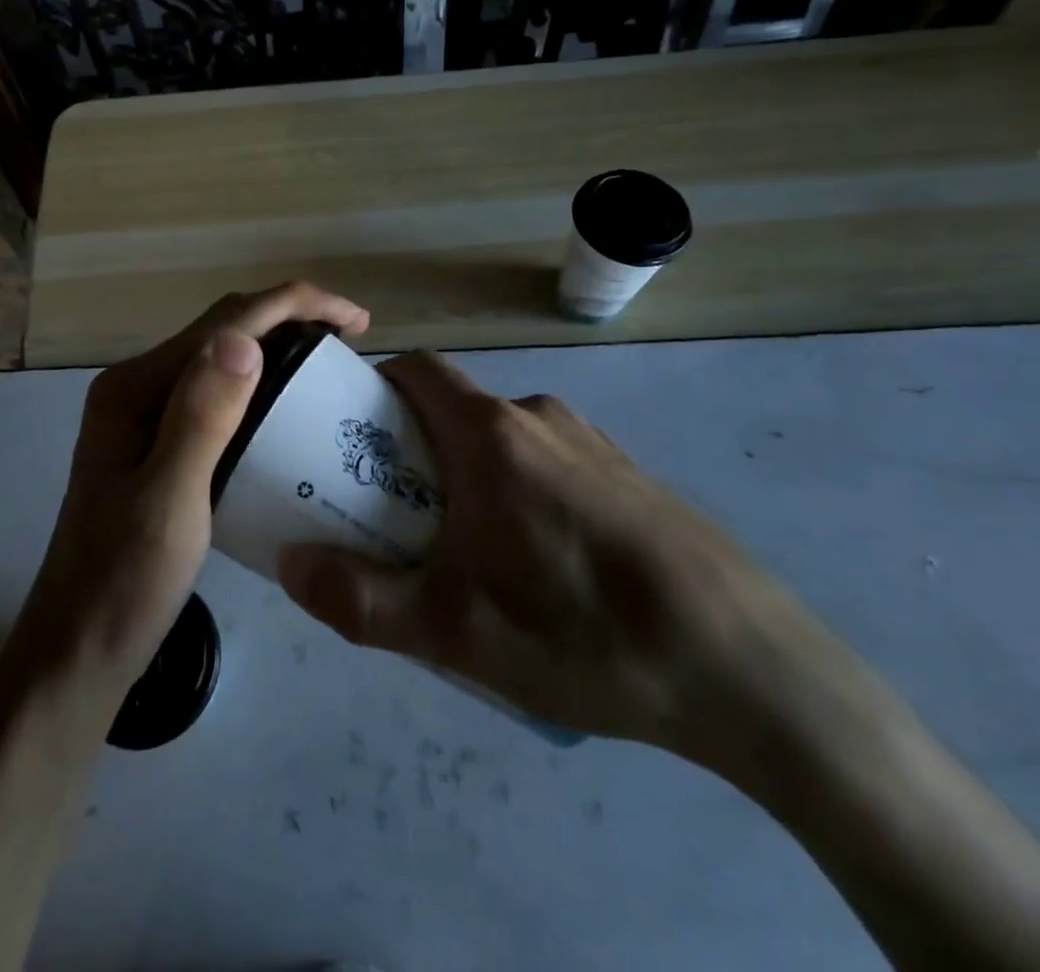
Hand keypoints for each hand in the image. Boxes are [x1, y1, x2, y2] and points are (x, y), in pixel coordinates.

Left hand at [16, 282, 369, 699]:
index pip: (226, 322)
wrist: (78, 652)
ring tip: (328, 362)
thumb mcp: (169, 501)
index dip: (294, 304)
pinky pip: (217, 392)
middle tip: (350, 339)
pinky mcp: (157, 443)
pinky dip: (260, 382)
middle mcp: (138, 387)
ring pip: (221, 357)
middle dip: (289, 316)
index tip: (357, 319)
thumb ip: (202, 418)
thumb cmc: (124, 583)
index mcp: (136, 388)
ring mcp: (144, 415)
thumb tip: (243, 338)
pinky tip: (286, 406)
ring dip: (276, 344)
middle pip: (223, 328)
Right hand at [277, 350, 830, 770]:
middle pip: (453, 411)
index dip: (373, 391)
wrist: (750, 668)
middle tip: (397, 518)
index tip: (350, 441)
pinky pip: (550, 466)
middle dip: (413, 452)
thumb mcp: (452, 631)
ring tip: (468, 557)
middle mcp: (539, 418)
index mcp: (489, 433)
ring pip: (503, 442)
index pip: (414, 370)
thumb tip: (289, 564)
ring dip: (469, 478)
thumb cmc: (582, 631)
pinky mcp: (631, 477)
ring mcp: (592, 444)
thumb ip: (358, 599)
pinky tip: (543, 572)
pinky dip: (521, 494)